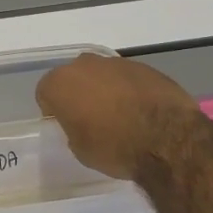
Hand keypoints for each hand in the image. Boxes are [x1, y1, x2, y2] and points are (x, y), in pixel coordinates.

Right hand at [35, 53, 201, 180]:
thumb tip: (82, 123)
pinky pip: (127, 78)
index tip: (65, 125)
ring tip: (121, 116)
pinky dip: (130, 90)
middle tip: (90, 118)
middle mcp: (84, 65)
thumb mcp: (80, 149)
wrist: (167, 139)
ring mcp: (116, 62)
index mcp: (60, 83)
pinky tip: (141, 111)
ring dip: (105, 90)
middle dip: (79, 94)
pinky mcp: (144, 67)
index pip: (45, 92)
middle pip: (74, 77)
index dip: (54, 110)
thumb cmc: (114, 147)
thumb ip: (73, 128)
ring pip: (102, 75)